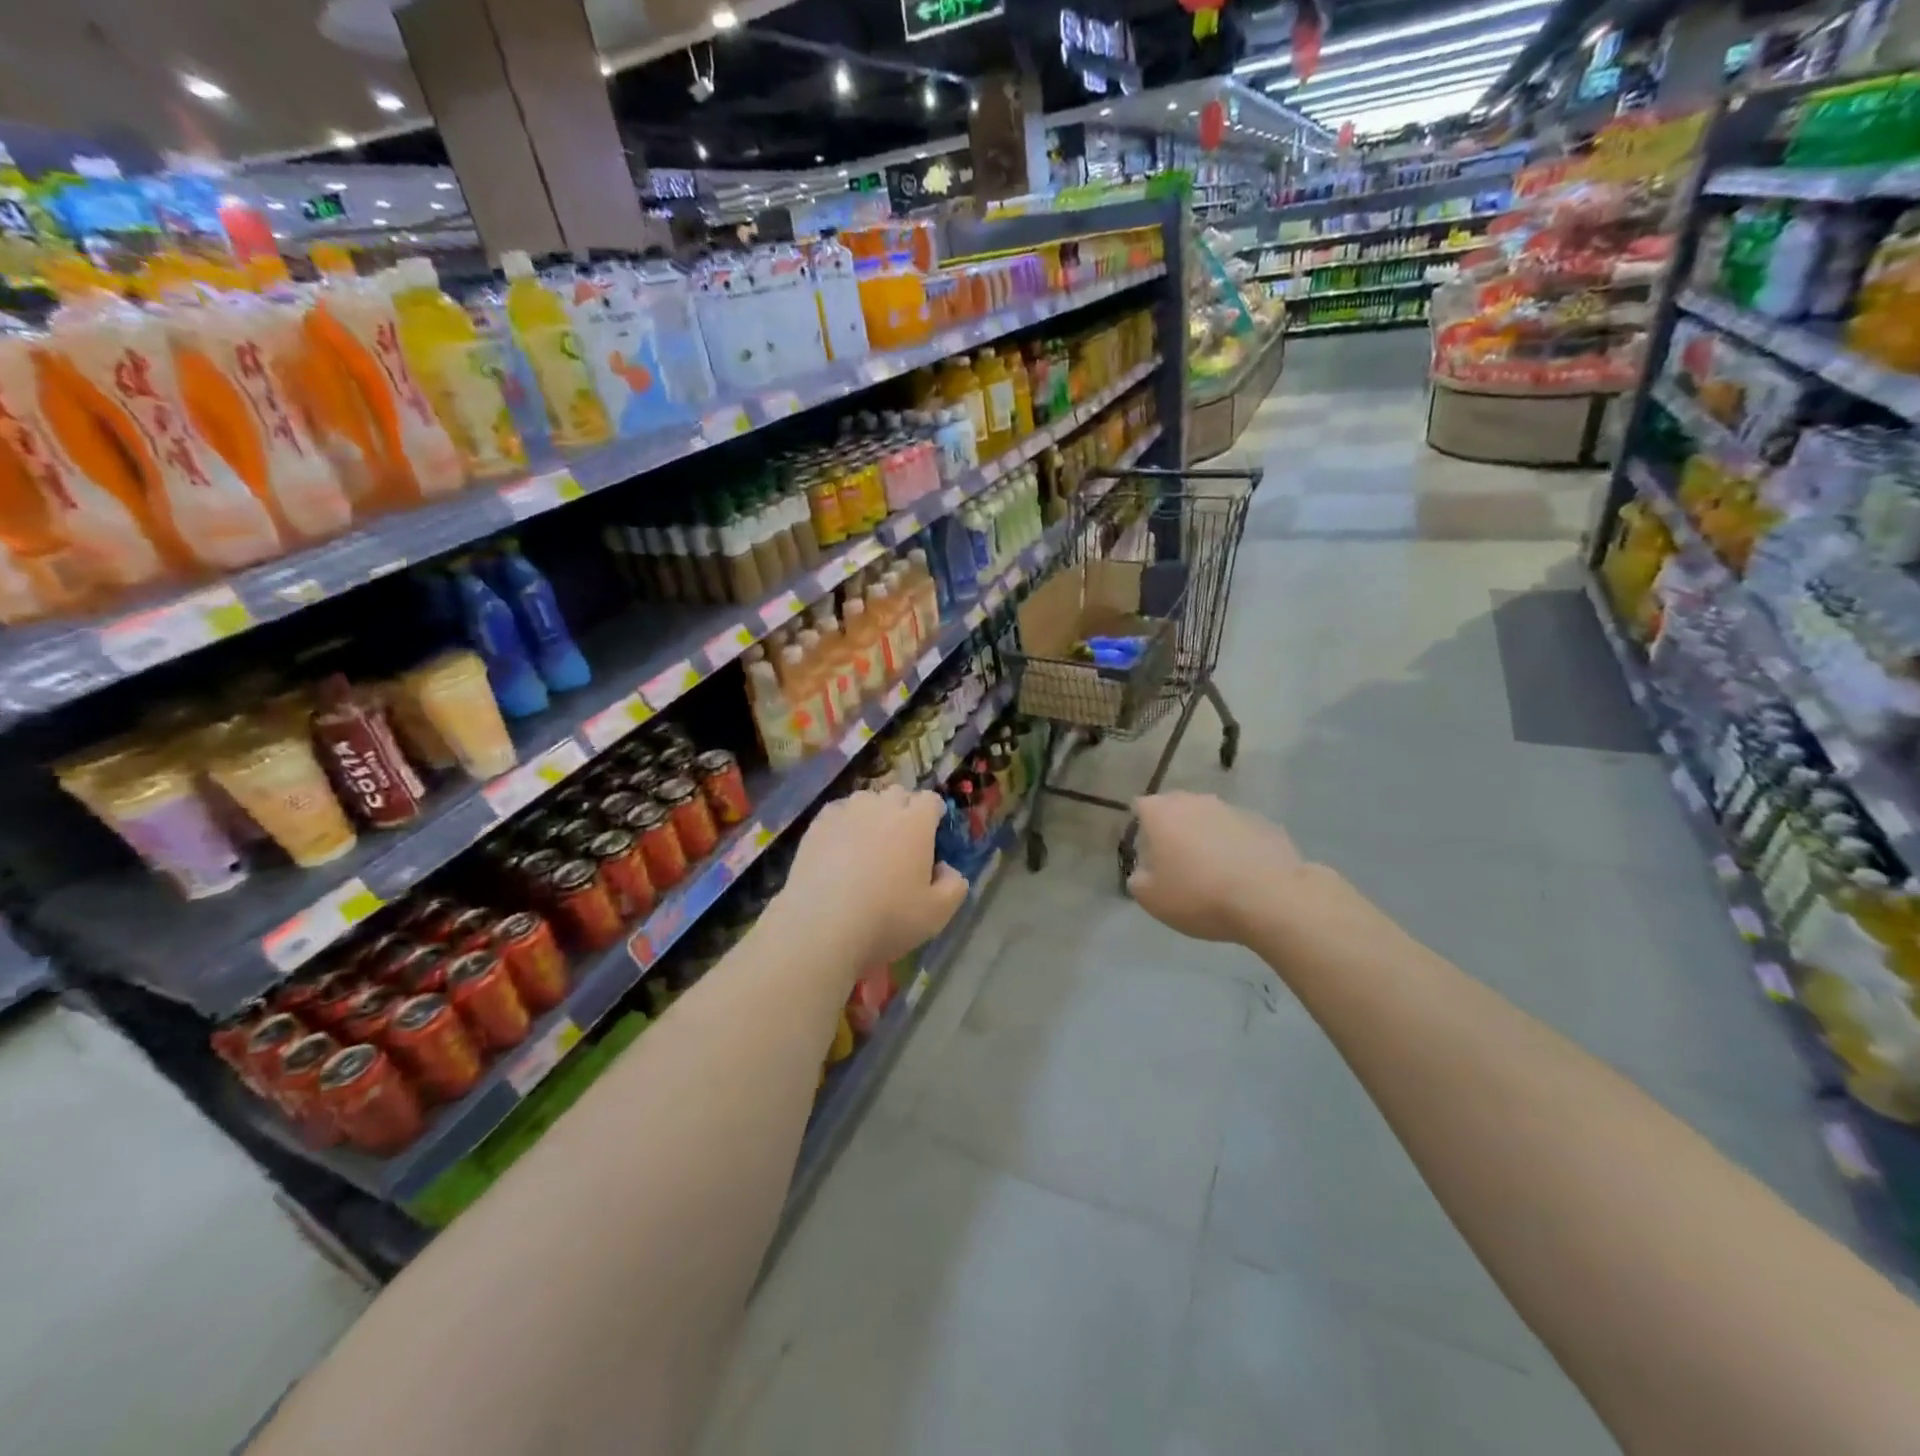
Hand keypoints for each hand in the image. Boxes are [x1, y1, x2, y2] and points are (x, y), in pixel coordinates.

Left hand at [771, 786, 968, 971]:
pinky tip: (839, 850)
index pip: (931, 800)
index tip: (932, 837)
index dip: (934, 816)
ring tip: (867, 844)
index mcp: (916, 822)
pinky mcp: (817, 825)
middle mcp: (881, 806)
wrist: (821, 926)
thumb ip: (954, 885)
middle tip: (901, 843)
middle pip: (898, 794)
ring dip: (873, 814)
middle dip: (904, 811)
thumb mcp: (938, 913)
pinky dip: (844, 823)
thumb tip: (946, 869)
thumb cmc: (887, 918)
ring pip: (866, 800)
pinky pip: (837, 812)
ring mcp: (846, 812)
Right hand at [1128, 792, 1311, 943]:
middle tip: (1176, 864)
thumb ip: (1138, 881)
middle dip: (1173, 830)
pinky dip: (1235, 847)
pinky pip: (1239, 833)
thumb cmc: (1199, 895)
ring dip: (1206, 838)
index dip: (1140, 829)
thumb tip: (1143, 873)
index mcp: (1161, 813)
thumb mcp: (1152, 900)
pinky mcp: (1263, 823)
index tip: (1146, 854)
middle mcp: (1195, 801)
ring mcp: (1232, 809)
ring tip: (1212, 873)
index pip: (1140, 807)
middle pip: (1176, 809)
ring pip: (1209, 820)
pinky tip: (1242, 875)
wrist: (1270, 898)